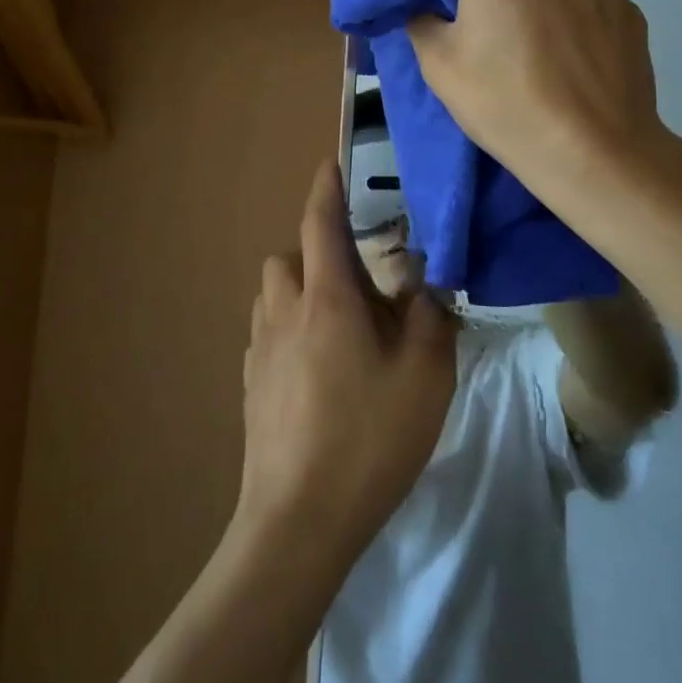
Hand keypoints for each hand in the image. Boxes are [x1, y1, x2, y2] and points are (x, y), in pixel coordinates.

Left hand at [238, 160, 455, 570]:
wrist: (298, 518)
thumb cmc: (369, 438)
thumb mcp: (425, 375)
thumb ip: (431, 318)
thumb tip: (426, 286)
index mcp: (326, 299)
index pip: (319, 223)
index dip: (327, 189)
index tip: (332, 164)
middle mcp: (284, 312)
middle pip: (288, 257)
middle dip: (315, 250)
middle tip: (356, 277)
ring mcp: (259, 350)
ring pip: (272, 294)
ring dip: (298, 288)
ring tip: (337, 321)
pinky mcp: (250, 385)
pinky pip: (266, 333)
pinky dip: (288, 328)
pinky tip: (315, 366)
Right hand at [408, 0, 662, 193]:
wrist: (592, 151)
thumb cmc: (504, 100)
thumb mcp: (439, 65)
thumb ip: (423, 20)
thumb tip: (424, 6)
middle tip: (493, 9)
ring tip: (539, 41)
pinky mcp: (633, 14)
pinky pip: (596, 0)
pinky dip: (581, 16)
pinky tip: (574, 59)